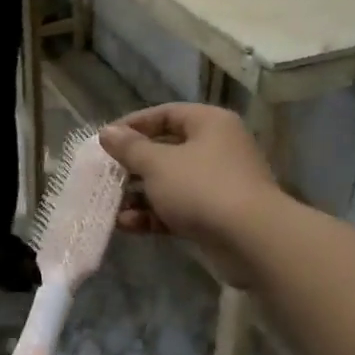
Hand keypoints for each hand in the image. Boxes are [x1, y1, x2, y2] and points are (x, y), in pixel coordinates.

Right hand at [99, 104, 285, 287]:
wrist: (251, 240)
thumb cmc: (202, 188)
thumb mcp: (157, 164)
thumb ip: (129, 148)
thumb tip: (107, 132)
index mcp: (209, 124)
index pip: (165, 114)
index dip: (133, 124)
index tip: (105, 140)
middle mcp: (217, 148)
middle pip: (166, 150)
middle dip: (132, 165)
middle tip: (103, 174)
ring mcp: (218, 184)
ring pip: (170, 183)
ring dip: (138, 194)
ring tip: (109, 204)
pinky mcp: (216, 216)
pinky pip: (178, 208)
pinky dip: (153, 215)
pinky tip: (126, 224)